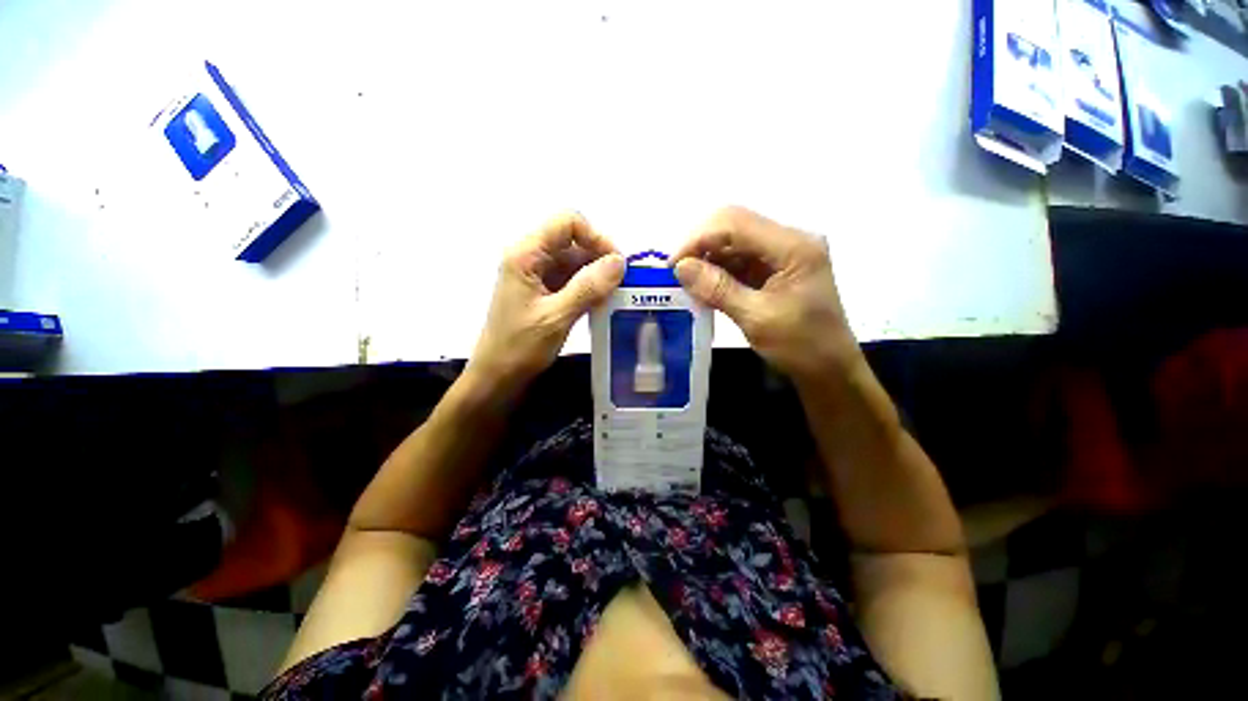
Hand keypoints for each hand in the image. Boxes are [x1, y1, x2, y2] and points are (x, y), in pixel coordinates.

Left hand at [469, 212, 624, 387]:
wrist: (497, 377)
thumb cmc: (520, 347)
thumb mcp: (557, 317)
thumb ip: (588, 287)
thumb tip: (619, 261)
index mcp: (526, 255)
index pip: (567, 223)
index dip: (595, 237)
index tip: (615, 264)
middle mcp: (531, 258)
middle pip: (573, 241)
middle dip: (599, 258)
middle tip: (621, 284)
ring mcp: (537, 275)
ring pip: (575, 261)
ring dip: (596, 275)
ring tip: (614, 296)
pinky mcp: (543, 292)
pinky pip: (572, 279)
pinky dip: (588, 288)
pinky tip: (601, 303)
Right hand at [672, 207, 859, 381]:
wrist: (829, 369)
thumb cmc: (801, 347)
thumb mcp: (756, 318)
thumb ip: (718, 289)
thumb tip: (680, 267)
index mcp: (793, 246)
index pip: (735, 224)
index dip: (698, 240)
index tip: (672, 266)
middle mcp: (789, 240)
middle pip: (734, 225)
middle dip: (701, 246)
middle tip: (677, 273)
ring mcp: (783, 253)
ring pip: (734, 242)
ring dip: (708, 259)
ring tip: (688, 283)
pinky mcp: (775, 268)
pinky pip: (740, 259)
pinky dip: (719, 270)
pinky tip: (705, 286)